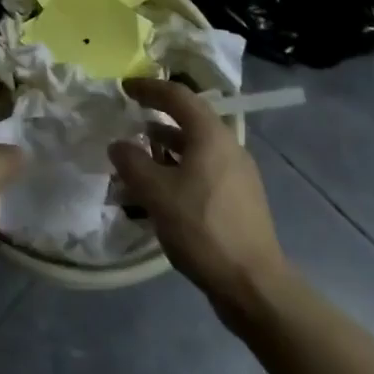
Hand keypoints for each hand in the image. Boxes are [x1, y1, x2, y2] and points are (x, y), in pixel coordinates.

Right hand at [109, 78, 288, 327]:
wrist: (254, 285)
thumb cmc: (202, 229)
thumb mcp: (156, 193)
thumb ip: (132, 163)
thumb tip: (119, 145)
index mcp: (211, 135)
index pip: (177, 95)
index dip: (148, 88)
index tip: (124, 88)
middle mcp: (228, 146)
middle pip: (189, 119)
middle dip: (157, 117)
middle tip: (130, 118)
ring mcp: (237, 173)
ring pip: (195, 146)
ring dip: (166, 146)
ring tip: (139, 157)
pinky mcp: (239, 198)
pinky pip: (203, 169)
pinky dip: (178, 168)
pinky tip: (161, 190)